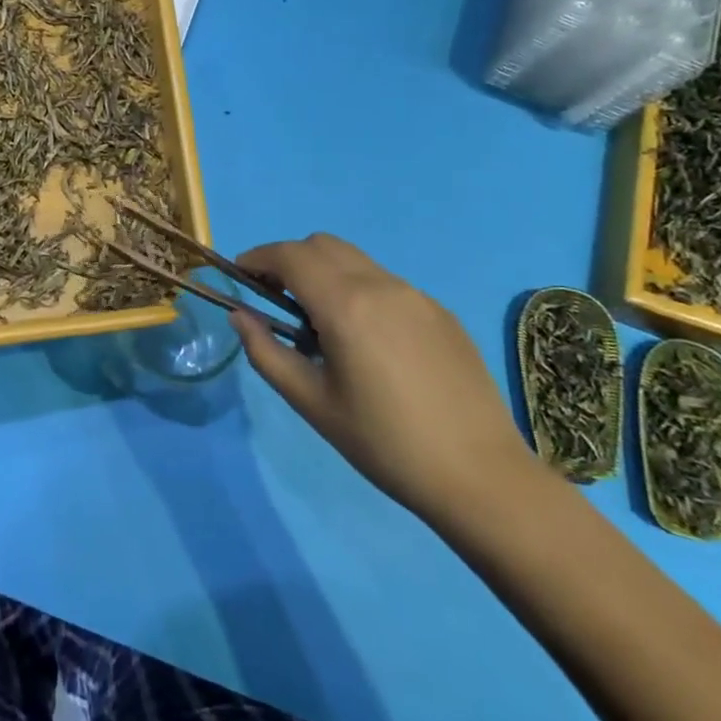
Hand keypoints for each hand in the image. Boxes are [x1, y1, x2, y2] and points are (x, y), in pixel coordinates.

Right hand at [233, 234, 538, 521]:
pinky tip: (367, 340)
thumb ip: (266, 352)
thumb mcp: (312, 403)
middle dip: (289, 260)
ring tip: (320, 323)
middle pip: (322, 245)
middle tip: (276, 298)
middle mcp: (382, 285)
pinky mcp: (441, 312)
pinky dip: (359, 290)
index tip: (241, 275)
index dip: (258, 257)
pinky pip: (387, 283)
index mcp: (346, 306)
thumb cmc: (384, 444)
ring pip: (356, 260)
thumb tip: (240, 316)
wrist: (480, 476)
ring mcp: (417, 296)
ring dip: (325, 273)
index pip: (290, 256)